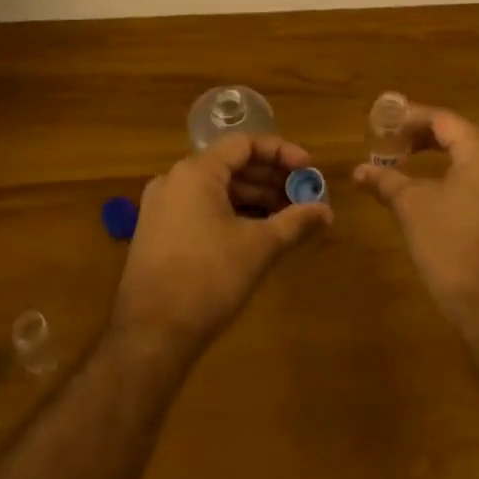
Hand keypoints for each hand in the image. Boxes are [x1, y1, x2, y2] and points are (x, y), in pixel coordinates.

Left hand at [112, 133, 331, 353]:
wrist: (151, 334)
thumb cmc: (208, 278)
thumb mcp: (259, 247)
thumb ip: (295, 222)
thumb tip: (327, 211)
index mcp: (196, 172)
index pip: (244, 144)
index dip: (281, 153)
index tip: (309, 170)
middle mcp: (174, 180)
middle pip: (230, 165)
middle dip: (270, 178)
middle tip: (303, 196)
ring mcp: (161, 207)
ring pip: (216, 189)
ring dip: (253, 198)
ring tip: (287, 217)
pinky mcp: (158, 232)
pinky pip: (201, 208)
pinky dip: (231, 213)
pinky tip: (257, 233)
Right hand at [353, 104, 478, 332]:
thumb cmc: (450, 246)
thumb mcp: (411, 207)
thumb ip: (386, 180)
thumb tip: (359, 170)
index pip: (444, 120)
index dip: (410, 118)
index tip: (383, 124)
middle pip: (461, 137)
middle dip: (424, 138)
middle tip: (392, 144)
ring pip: (474, 161)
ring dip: (441, 158)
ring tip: (407, 165)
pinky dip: (458, 178)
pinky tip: (436, 192)